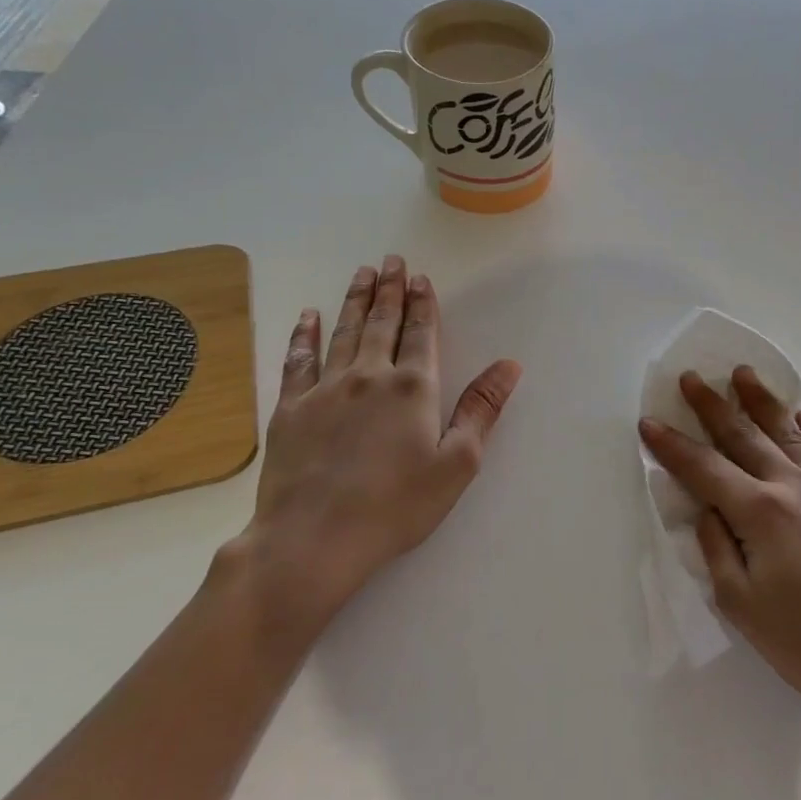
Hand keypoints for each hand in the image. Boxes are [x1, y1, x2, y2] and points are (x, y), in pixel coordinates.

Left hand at [226, 255, 520, 643]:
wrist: (314, 539)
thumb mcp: (457, 463)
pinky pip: (298, 360)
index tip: (421, 278)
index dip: (423, 304)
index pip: (421, 333)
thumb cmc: (396, 506)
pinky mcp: (291, 408)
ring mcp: (325, 389)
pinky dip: (303, 335)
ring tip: (362, 273)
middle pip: (381, 323)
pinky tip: (307, 316)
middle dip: (390, 290)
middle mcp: (369, 376)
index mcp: (413, 388)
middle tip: (391, 260)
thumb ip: (482, 409)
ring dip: (355, 300)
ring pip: (343, 332)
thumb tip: (509, 365)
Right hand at [639, 369, 800, 745]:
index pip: (705, 468)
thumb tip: (708, 510)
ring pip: (788, 434)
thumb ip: (717, 549)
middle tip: (692, 378)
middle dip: (713, 406)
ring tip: (743, 375)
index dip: (673, 446)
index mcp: (762, 512)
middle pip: (745, 436)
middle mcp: (794, 488)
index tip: (648, 422)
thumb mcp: (743, 606)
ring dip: (762, 402)